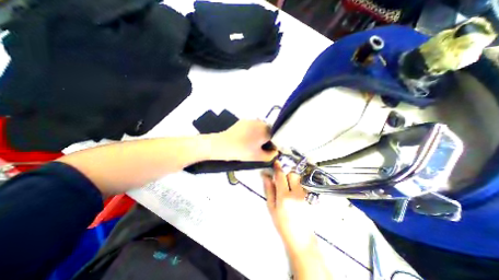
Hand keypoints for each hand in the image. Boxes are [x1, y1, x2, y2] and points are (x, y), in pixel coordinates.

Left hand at [218, 119, 278, 160]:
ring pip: (260, 128)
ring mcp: (251, 120)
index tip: (266, 150)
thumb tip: (275, 151)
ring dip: (259, 134)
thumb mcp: (259, 157)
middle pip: (269, 131)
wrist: (223, 145)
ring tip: (250, 142)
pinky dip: (252, 131)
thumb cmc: (242, 151)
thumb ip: (271, 155)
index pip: (276, 137)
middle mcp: (261, 122)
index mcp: (266, 131)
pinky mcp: (244, 120)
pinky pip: (252, 125)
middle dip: (266, 139)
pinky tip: (245, 138)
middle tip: (258, 147)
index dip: (272, 144)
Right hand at [262, 160, 314, 251]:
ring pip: (298, 179)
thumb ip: (269, 190)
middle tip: (281, 178)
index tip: (276, 162)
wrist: (300, 237)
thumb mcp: (271, 207)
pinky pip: (301, 185)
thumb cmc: (282, 223)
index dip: (278, 168)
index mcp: (284, 196)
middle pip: (292, 174)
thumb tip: (265, 176)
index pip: (281, 176)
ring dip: (291, 179)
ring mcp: (304, 195)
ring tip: (287, 186)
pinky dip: (296, 185)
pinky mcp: (308, 197)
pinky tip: (292, 193)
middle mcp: (296, 193)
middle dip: (286, 173)